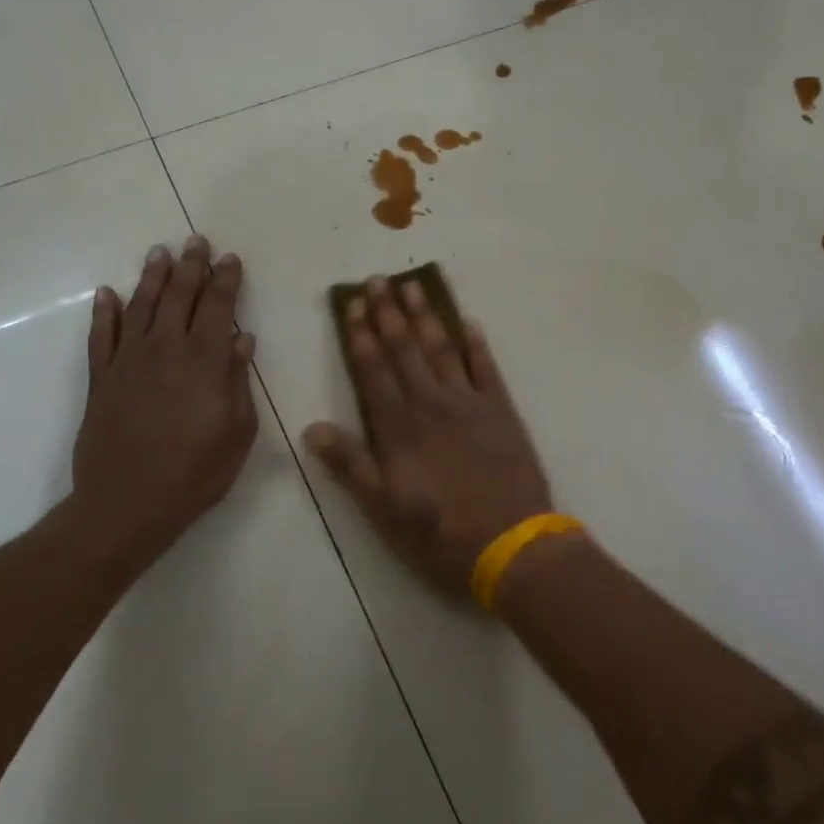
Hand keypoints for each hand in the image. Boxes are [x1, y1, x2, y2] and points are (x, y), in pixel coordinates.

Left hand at [69, 235, 257, 573]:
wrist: (125, 505)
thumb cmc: (195, 474)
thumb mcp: (237, 432)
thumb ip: (238, 381)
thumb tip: (243, 340)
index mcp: (204, 361)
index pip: (218, 307)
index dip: (226, 280)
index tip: (230, 259)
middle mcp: (165, 349)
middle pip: (179, 296)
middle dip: (191, 266)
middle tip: (196, 240)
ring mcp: (127, 361)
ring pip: (140, 306)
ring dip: (152, 277)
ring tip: (160, 253)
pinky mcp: (100, 379)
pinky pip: (101, 336)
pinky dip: (104, 312)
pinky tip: (106, 293)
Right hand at [304, 277, 554, 600]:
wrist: (510, 544)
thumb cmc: (439, 533)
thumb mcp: (383, 509)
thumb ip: (350, 465)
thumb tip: (313, 428)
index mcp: (400, 427)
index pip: (374, 370)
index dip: (361, 336)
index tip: (353, 304)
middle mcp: (432, 404)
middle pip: (406, 350)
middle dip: (389, 313)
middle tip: (378, 279)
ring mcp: (470, 404)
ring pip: (443, 350)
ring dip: (427, 316)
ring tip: (413, 286)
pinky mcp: (502, 412)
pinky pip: (487, 368)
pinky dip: (477, 344)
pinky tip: (469, 321)